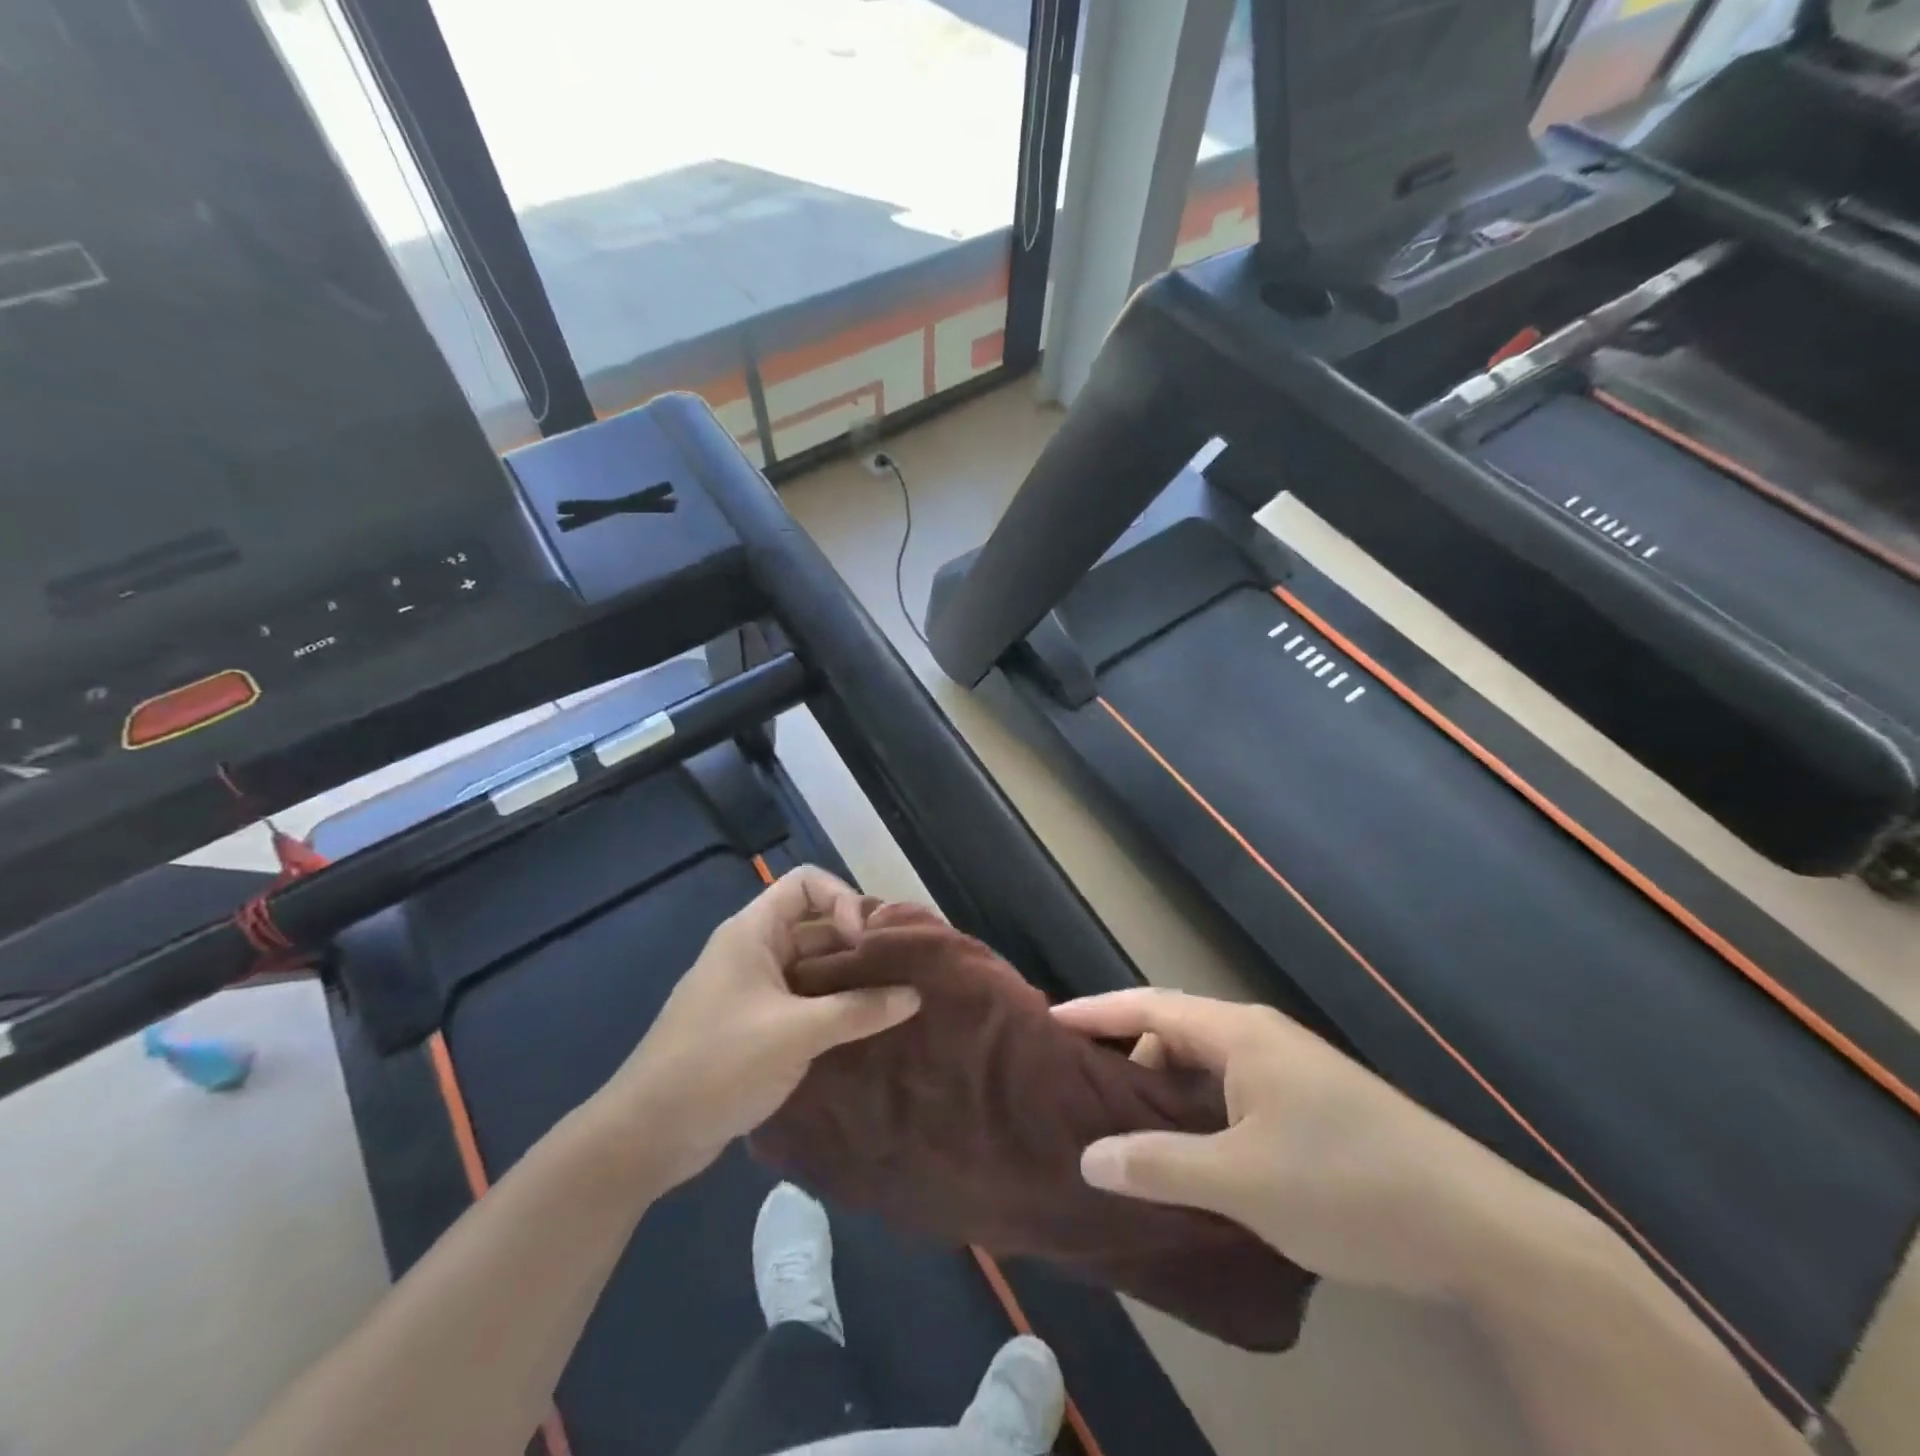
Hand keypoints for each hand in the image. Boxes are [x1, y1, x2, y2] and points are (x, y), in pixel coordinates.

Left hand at [594, 867, 919, 1189]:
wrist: (646, 1135)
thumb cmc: (718, 1064)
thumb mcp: (795, 1033)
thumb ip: (858, 1011)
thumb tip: (915, 995)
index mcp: (753, 932)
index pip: (807, 883)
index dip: (843, 900)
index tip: (867, 941)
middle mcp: (755, 951)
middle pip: (816, 924)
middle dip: (858, 941)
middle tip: (904, 968)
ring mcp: (754, 990)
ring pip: (813, 966)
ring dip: (850, 978)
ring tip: (896, 999)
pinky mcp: (756, 1026)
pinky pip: (805, 1001)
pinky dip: (835, 1008)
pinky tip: (866, 1029)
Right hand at [1055, 989, 1557, 1298]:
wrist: (1482, 1228)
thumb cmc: (1348, 1185)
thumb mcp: (1242, 1181)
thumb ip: (1159, 1166)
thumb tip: (1089, 1158)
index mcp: (1240, 1034)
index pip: (1149, 1005)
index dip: (1095, 1012)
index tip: (1048, 1023)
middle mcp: (1262, 1038)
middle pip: (1174, 1030)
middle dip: (1125, 1055)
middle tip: (1079, 1092)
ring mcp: (1292, 1071)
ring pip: (1206, 1066)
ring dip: (1164, 1089)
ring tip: (1125, 1128)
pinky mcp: (1313, 1105)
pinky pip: (1233, 1092)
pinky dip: (1198, 1111)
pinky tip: (1189, 1153)